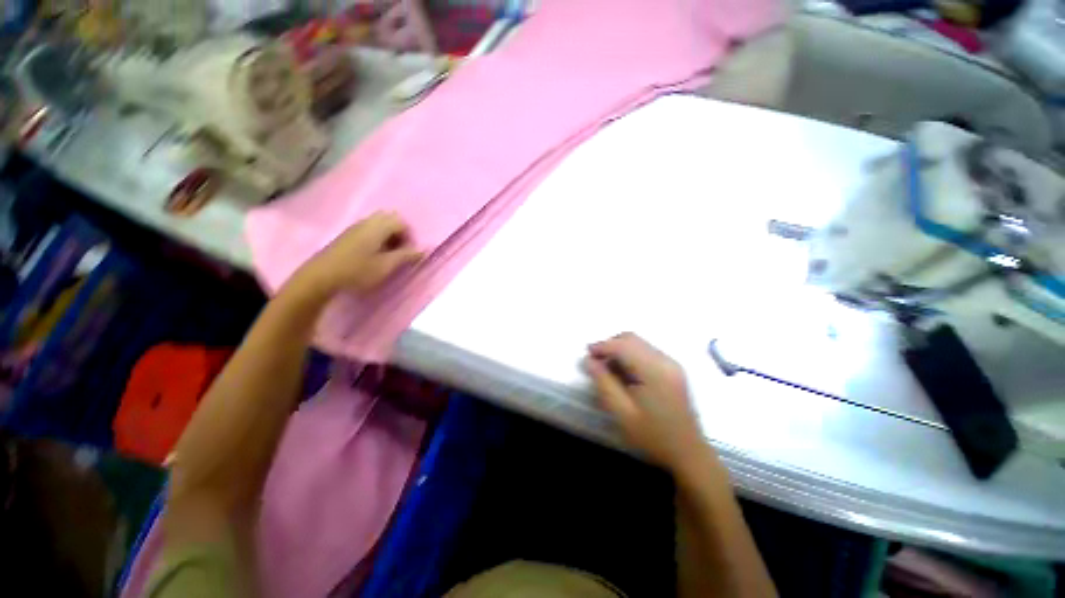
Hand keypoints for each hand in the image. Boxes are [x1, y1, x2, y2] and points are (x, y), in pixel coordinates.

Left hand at [298, 212, 423, 296]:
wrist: (321, 277)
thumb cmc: (358, 271)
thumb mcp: (387, 266)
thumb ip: (407, 256)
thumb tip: (424, 249)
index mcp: (377, 227)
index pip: (402, 222)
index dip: (410, 236)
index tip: (409, 253)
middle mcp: (366, 222)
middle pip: (390, 219)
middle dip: (400, 234)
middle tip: (400, 251)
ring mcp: (354, 228)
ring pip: (379, 224)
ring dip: (389, 237)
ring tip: (388, 255)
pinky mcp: (347, 236)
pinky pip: (369, 230)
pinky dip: (377, 239)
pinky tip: (374, 255)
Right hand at [585, 333, 706, 471]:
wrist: (688, 453)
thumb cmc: (653, 436)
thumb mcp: (622, 413)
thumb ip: (603, 383)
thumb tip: (588, 360)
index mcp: (654, 371)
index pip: (623, 346)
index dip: (602, 346)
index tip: (586, 354)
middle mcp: (665, 360)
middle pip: (632, 339)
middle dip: (610, 345)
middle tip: (595, 361)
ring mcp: (672, 363)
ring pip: (639, 343)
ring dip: (619, 349)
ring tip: (607, 367)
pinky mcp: (673, 368)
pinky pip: (646, 351)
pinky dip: (630, 355)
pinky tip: (623, 372)